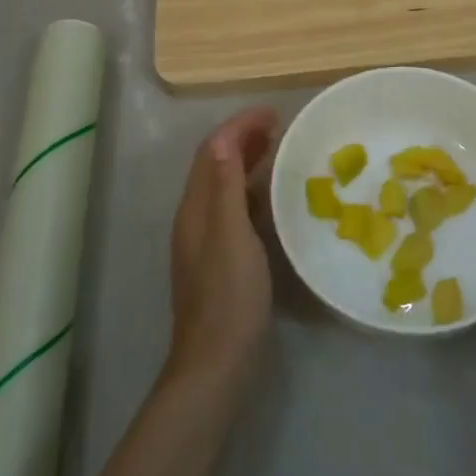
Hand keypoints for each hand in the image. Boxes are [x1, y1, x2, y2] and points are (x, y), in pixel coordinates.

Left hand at [166, 106, 278, 388]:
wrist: (216, 363)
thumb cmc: (229, 296)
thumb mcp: (231, 236)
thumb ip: (225, 187)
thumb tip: (224, 138)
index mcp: (195, 208)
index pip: (213, 151)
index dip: (239, 126)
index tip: (273, 112)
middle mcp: (196, 217)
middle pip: (216, 164)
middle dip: (243, 138)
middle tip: (279, 126)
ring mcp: (206, 239)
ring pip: (224, 185)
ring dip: (247, 161)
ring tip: (279, 150)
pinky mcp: (219, 258)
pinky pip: (234, 207)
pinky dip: (252, 189)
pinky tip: (273, 198)